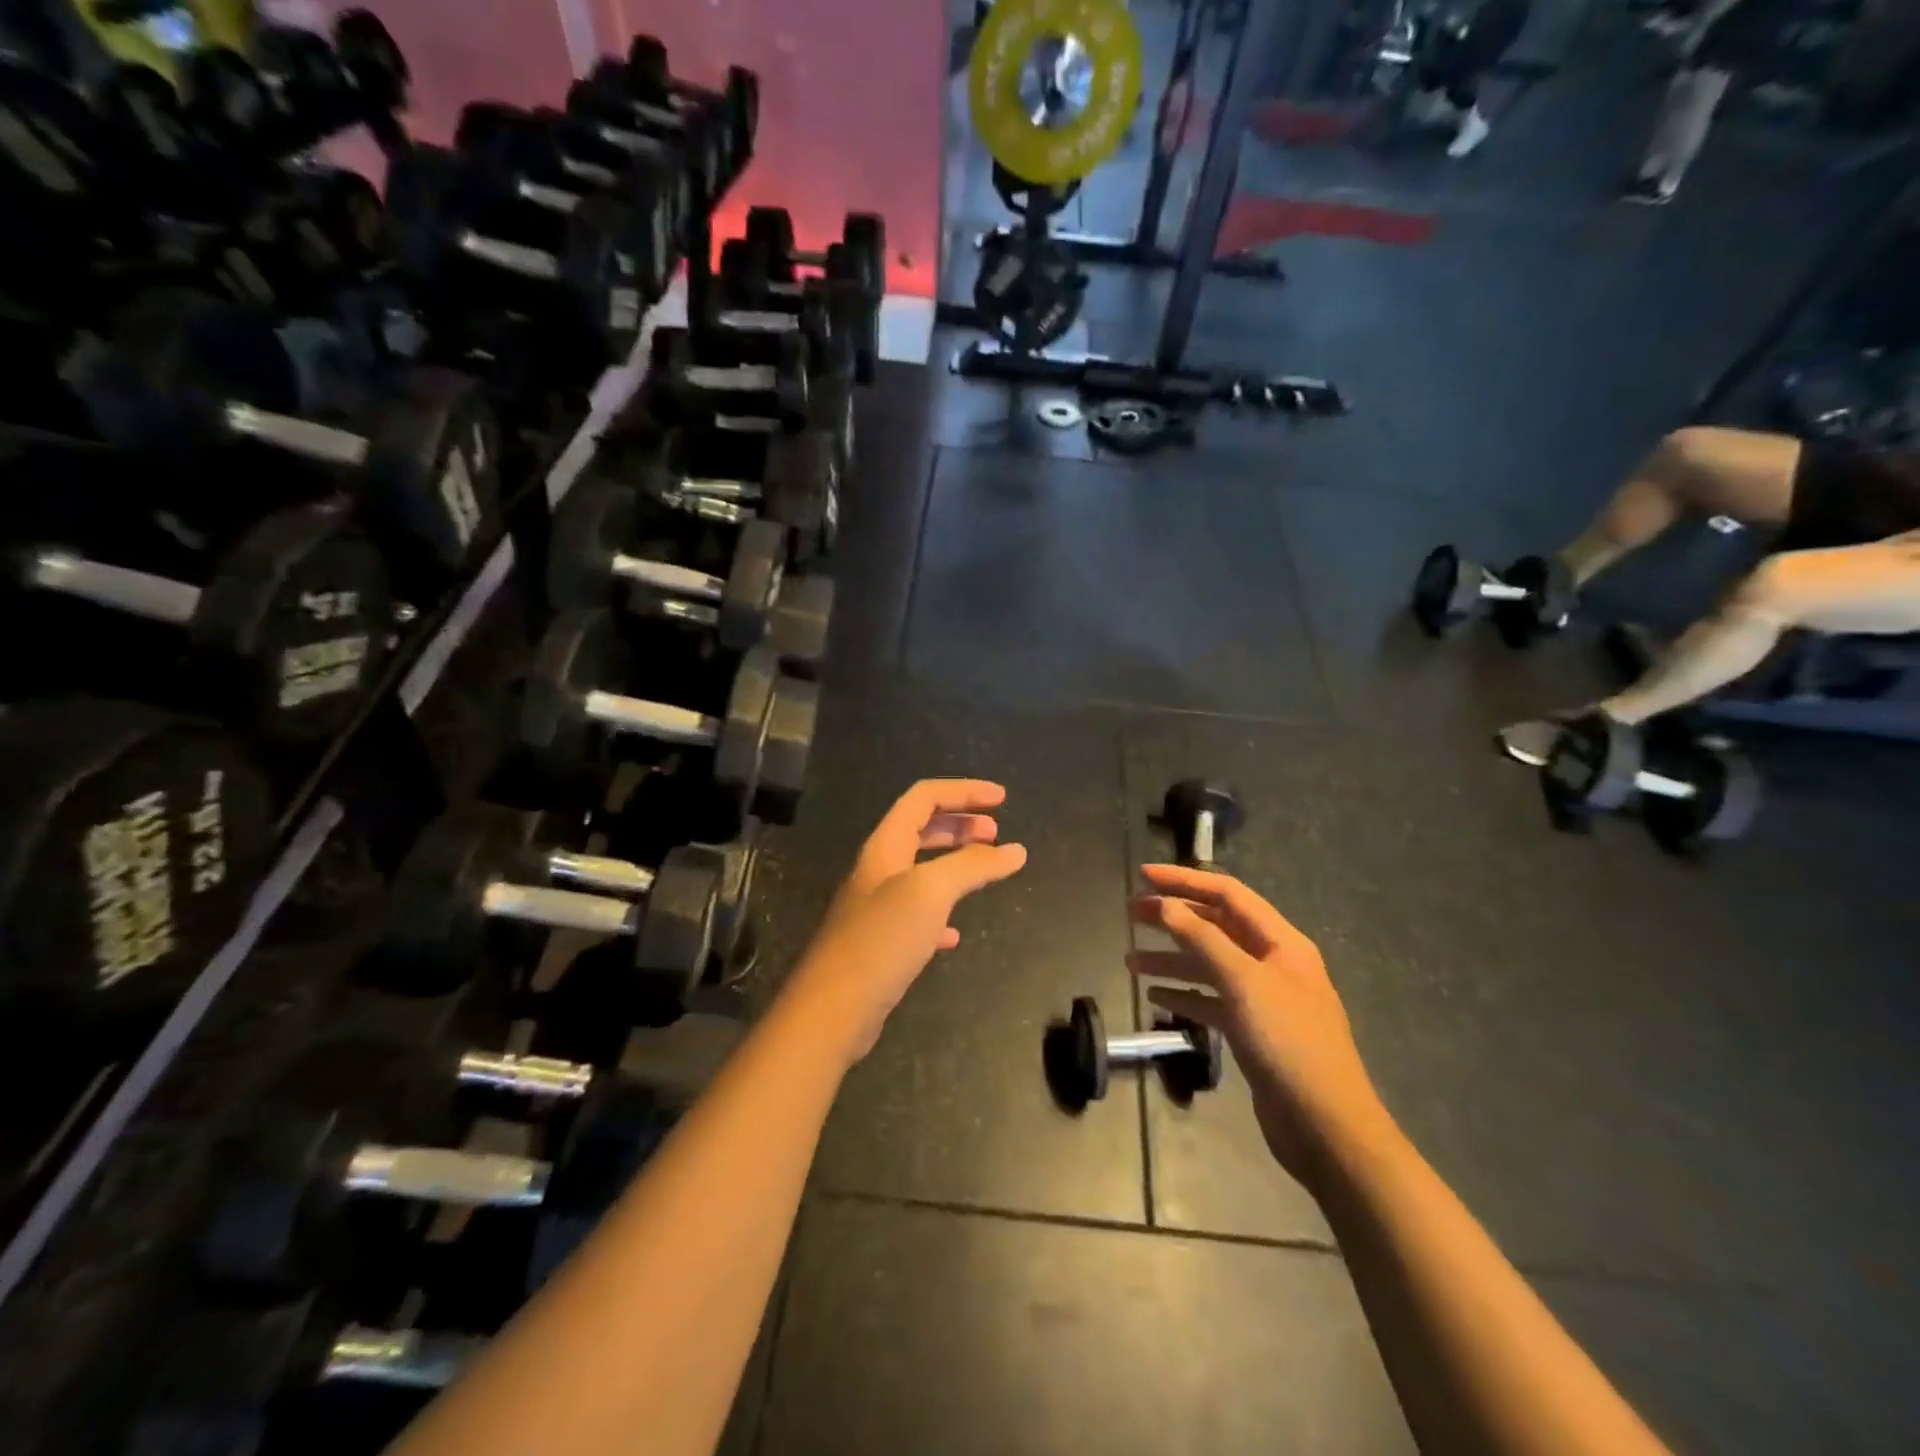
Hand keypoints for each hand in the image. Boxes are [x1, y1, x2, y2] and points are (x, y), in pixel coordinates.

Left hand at [786, 780, 1026, 1063]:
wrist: (833, 1009)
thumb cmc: (881, 938)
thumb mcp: (931, 891)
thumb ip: (973, 866)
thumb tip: (1016, 850)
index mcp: (886, 846)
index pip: (924, 798)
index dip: (963, 791)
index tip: (1002, 798)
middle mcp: (879, 870)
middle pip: (921, 829)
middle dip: (960, 824)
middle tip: (996, 832)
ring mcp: (878, 907)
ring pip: (922, 871)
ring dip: (955, 863)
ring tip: (985, 870)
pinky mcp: (881, 943)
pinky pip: (918, 915)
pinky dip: (943, 912)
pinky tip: (955, 933)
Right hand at [1129, 866, 1391, 1191]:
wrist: (1326, 1127)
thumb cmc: (1288, 1043)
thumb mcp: (1243, 982)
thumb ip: (1202, 939)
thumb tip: (1166, 904)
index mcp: (1280, 941)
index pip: (1228, 894)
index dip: (1184, 881)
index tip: (1143, 876)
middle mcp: (1272, 962)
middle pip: (1216, 927)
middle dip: (1174, 917)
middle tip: (1131, 913)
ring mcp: (1263, 998)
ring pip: (1210, 965)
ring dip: (1172, 958)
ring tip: (1131, 960)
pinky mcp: (1252, 1031)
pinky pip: (1212, 1000)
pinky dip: (1184, 994)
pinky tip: (1154, 996)